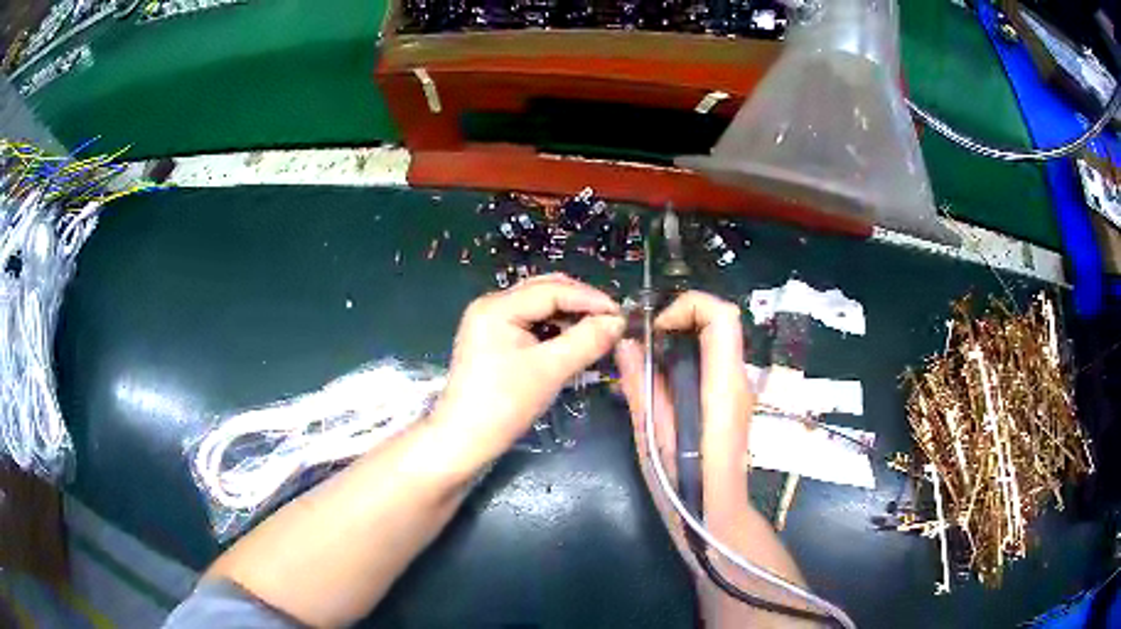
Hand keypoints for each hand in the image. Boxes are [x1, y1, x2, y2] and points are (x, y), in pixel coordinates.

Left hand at [431, 274, 624, 474]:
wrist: (464, 440)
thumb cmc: (504, 404)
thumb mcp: (550, 370)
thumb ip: (586, 341)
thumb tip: (618, 322)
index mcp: (498, 306)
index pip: (552, 290)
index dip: (590, 299)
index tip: (621, 315)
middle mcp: (491, 305)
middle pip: (544, 291)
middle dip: (580, 304)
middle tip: (612, 321)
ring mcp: (490, 323)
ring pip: (539, 308)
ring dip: (569, 317)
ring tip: (598, 332)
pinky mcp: (493, 340)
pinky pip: (530, 324)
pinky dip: (554, 330)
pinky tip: (574, 342)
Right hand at [615, 291, 809, 623]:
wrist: (717, 518)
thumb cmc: (684, 486)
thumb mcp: (652, 437)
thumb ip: (641, 387)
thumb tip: (628, 343)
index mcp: (722, 386)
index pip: (722, 316)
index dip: (688, 306)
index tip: (655, 329)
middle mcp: (737, 380)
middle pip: (721, 323)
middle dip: (681, 318)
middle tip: (644, 340)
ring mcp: (737, 391)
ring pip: (716, 341)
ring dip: (681, 336)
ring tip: (646, 361)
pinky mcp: (729, 401)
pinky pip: (711, 362)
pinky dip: (685, 356)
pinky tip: (660, 384)